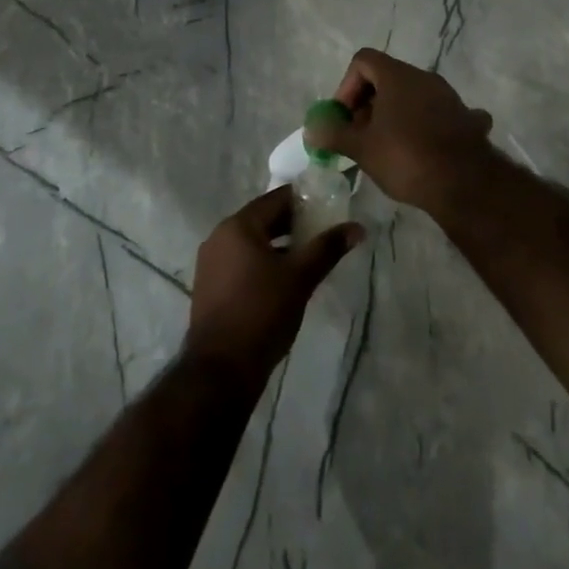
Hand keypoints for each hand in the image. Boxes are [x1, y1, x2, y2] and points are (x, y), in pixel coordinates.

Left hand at [184, 187, 361, 386]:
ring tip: (310, 255)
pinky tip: (285, 278)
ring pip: (253, 242)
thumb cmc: (262, 312)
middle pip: (263, 219)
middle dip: (294, 224)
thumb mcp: (300, 277)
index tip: (329, 207)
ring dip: (280, 245)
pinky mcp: (211, 286)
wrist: (221, 370)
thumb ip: (327, 248)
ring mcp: (212, 263)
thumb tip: (357, 228)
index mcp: (238, 226)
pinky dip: (264, 262)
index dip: (304, 200)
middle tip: (324, 231)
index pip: (276, 199)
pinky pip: (242, 261)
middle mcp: (219, 237)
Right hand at [306, 49, 496, 211]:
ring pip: (412, 97)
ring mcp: (449, 97)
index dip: (347, 86)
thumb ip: (333, 134)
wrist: (465, 183)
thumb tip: (311, 129)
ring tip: (387, 149)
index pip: (363, 61)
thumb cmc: (406, 157)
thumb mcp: (361, 148)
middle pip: (387, 78)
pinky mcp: (465, 119)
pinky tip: (424, 149)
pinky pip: (438, 115)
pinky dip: (425, 126)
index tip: (344, 117)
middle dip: (368, 105)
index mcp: (398, 76)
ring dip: (394, 116)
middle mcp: (424, 78)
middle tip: (359, 137)